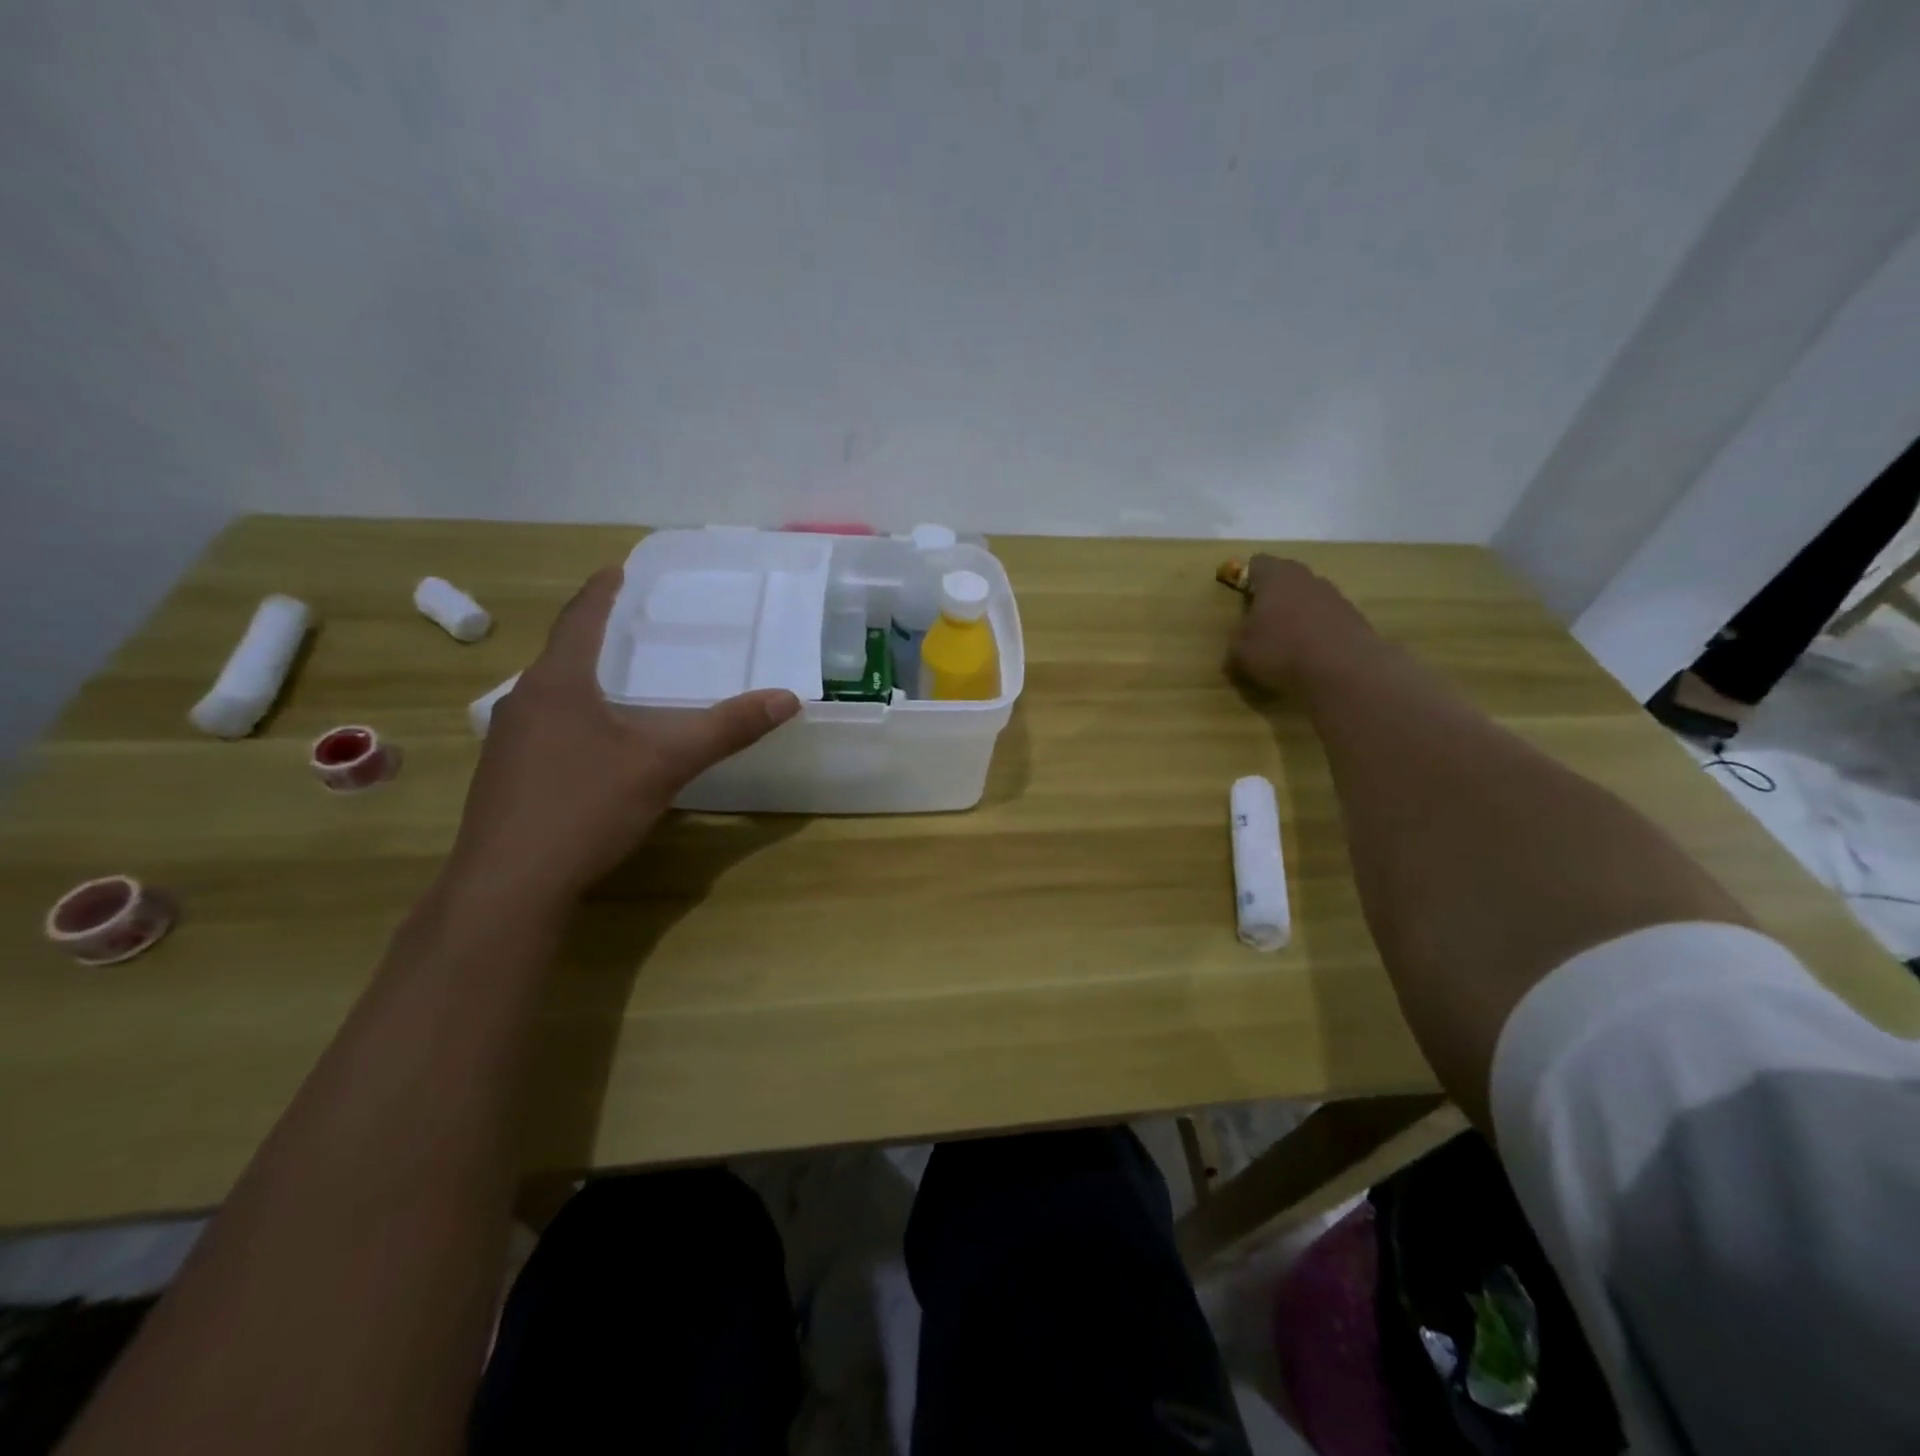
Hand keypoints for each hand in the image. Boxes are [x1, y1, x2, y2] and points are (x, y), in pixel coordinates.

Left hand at [448, 567, 800, 904]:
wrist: (509, 884)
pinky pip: (544, 728)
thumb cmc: (586, 807)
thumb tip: (787, 698)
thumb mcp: (665, 764)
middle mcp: (523, 701)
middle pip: (561, 654)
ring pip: (550, 694)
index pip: (580, 619)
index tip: (618, 568)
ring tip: (618, 680)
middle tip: (632, 626)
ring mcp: (506, 741)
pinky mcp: (504, 777)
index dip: (602, 591)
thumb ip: (725, 729)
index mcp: (558, 683)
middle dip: (595, 635)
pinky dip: (573, 717)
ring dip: (583, 679)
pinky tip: (594, 745)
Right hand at [1227, 554, 1376, 693]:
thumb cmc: (1281, 651)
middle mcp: (1307, 578)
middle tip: (1261, 626)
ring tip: (1287, 646)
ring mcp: (1335, 596)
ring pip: (1308, 599)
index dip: (1246, 579)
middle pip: (1285, 579)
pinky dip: (1317, 633)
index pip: (1257, 563)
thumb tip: (1240, 644)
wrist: (1344, 670)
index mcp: (1276, 576)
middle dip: (1272, 599)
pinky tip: (1311, 657)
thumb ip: (1237, 642)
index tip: (1241, 601)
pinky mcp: (1354, 618)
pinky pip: (1327, 620)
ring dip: (1297, 616)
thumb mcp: (1240, 653)